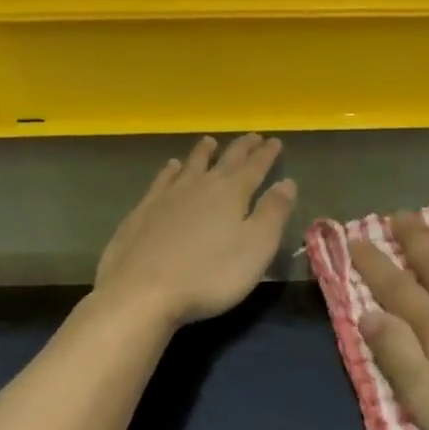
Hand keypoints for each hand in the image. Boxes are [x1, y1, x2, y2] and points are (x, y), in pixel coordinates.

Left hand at [95, 135, 297, 327]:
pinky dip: (169, 171)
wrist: (141, 293)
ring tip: (209, 141)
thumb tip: (287, 182)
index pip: (255, 168)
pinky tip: (170, 167)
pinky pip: (161, 182)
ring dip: (202, 153)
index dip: (266, 155)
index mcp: (232, 194)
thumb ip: (273, 213)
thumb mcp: (256, 247)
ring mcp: (167, 198)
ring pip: (190, 166)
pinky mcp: (142, 213)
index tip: (275, 141)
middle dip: (241, 149)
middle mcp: (200, 187)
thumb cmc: (210, 275)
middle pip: (224, 162)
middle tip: (252, 137)